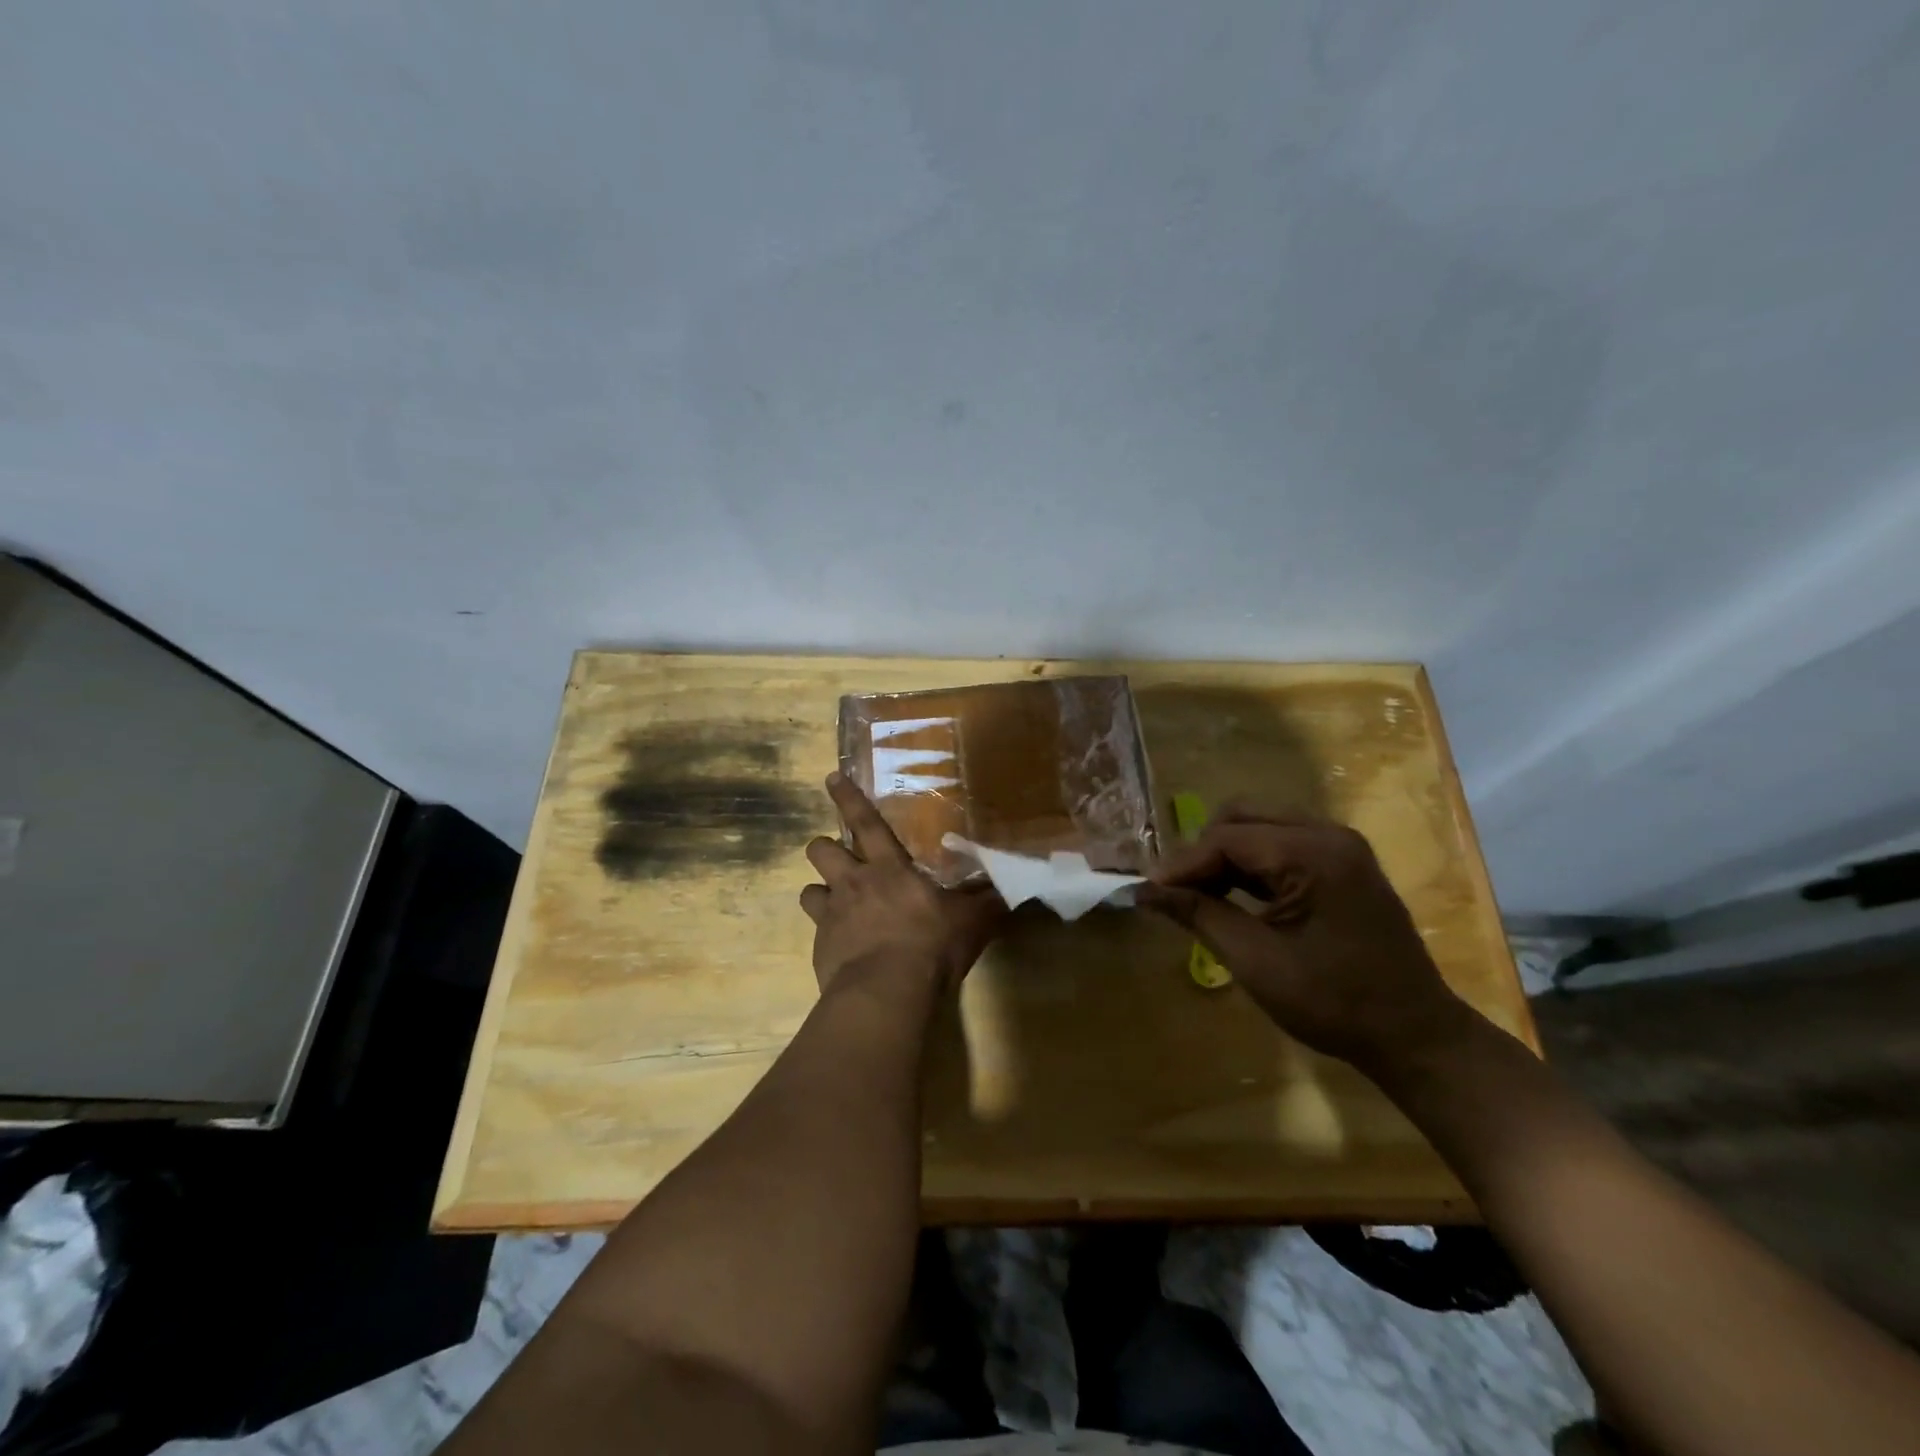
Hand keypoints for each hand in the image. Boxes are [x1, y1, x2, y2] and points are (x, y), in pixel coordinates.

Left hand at [800, 773, 1005, 996]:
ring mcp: (831, 916)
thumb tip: (1017, 889)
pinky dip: (826, 934)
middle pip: (820, 849)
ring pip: (808, 889)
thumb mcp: (970, 921)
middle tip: (838, 858)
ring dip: (820, 892)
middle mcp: (853, 883)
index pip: (865, 822)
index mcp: (888, 868)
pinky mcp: (820, 947)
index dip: (848, 798)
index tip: (831, 778)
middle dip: (824, 847)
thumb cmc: (930, 945)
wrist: (886, 992)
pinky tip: (843, 948)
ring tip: (835, 903)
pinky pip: (815, 931)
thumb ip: (987, 902)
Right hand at [1140, 806, 1467, 1070]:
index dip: (1181, 864)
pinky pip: (1281, 843)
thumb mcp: (1256, 961)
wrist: (1415, 1036)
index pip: (1226, 839)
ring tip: (1197, 895)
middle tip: (1174, 892)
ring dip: (1223, 855)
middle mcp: (1328, 834)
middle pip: (1241, 817)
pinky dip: (1250, 863)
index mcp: (1312, 854)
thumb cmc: (1335, 1004)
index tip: (1147, 892)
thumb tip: (1144, 892)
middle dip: (1201, 852)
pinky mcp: (1342, 862)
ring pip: (1259, 826)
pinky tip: (1231, 894)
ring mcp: (1339, 846)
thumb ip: (1198, 915)